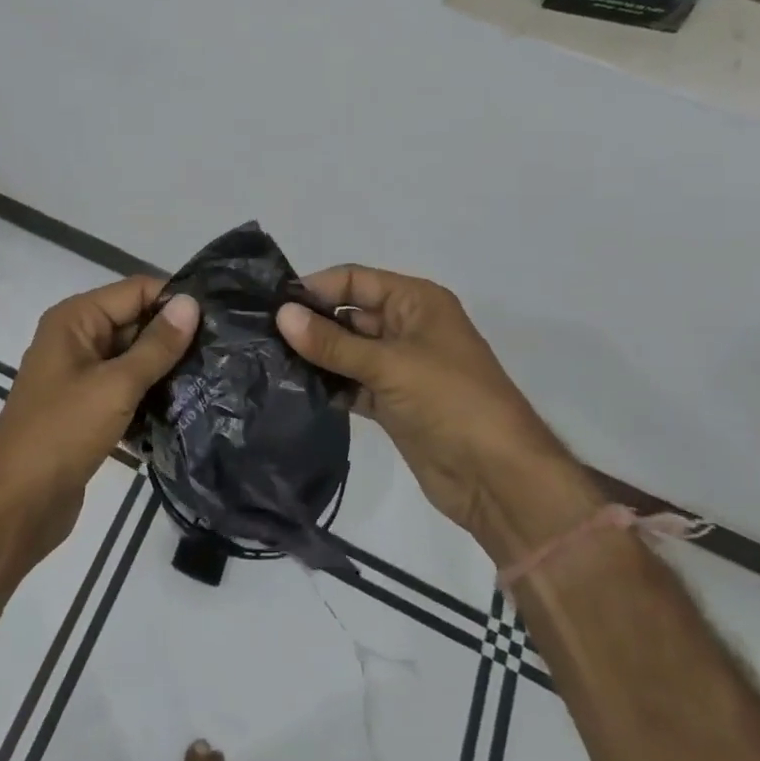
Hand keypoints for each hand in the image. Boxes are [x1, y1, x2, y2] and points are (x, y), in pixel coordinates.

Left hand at [0, 277, 197, 563]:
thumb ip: (157, 345)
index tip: (218, 320)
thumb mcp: (115, 385)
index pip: (135, 290)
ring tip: (213, 378)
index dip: (174, 300)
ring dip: (165, 369)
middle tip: (223, 352)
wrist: (15, 507)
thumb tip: (192, 303)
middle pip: (135, 322)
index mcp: (75, 319)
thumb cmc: (62, 433)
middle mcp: (76, 339)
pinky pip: (126, 389)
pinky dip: (150, 396)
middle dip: (173, 336)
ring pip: (133, 359)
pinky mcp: (87, 410)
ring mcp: (80, 376)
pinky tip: (186, 408)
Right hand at [277, 267, 599, 551]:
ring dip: (316, 357)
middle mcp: (406, 327)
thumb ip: (332, 343)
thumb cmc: (451, 401)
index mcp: (416, 302)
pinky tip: (293, 390)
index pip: (355, 281)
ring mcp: (399, 367)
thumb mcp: (389, 364)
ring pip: (347, 351)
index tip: (271, 304)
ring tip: (267, 361)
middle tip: (260, 335)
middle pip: (348, 314)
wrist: (499, 479)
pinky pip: (351, 383)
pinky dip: (328, 386)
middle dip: (310, 323)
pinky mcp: (392, 402)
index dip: (315, 288)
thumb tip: (281, 315)